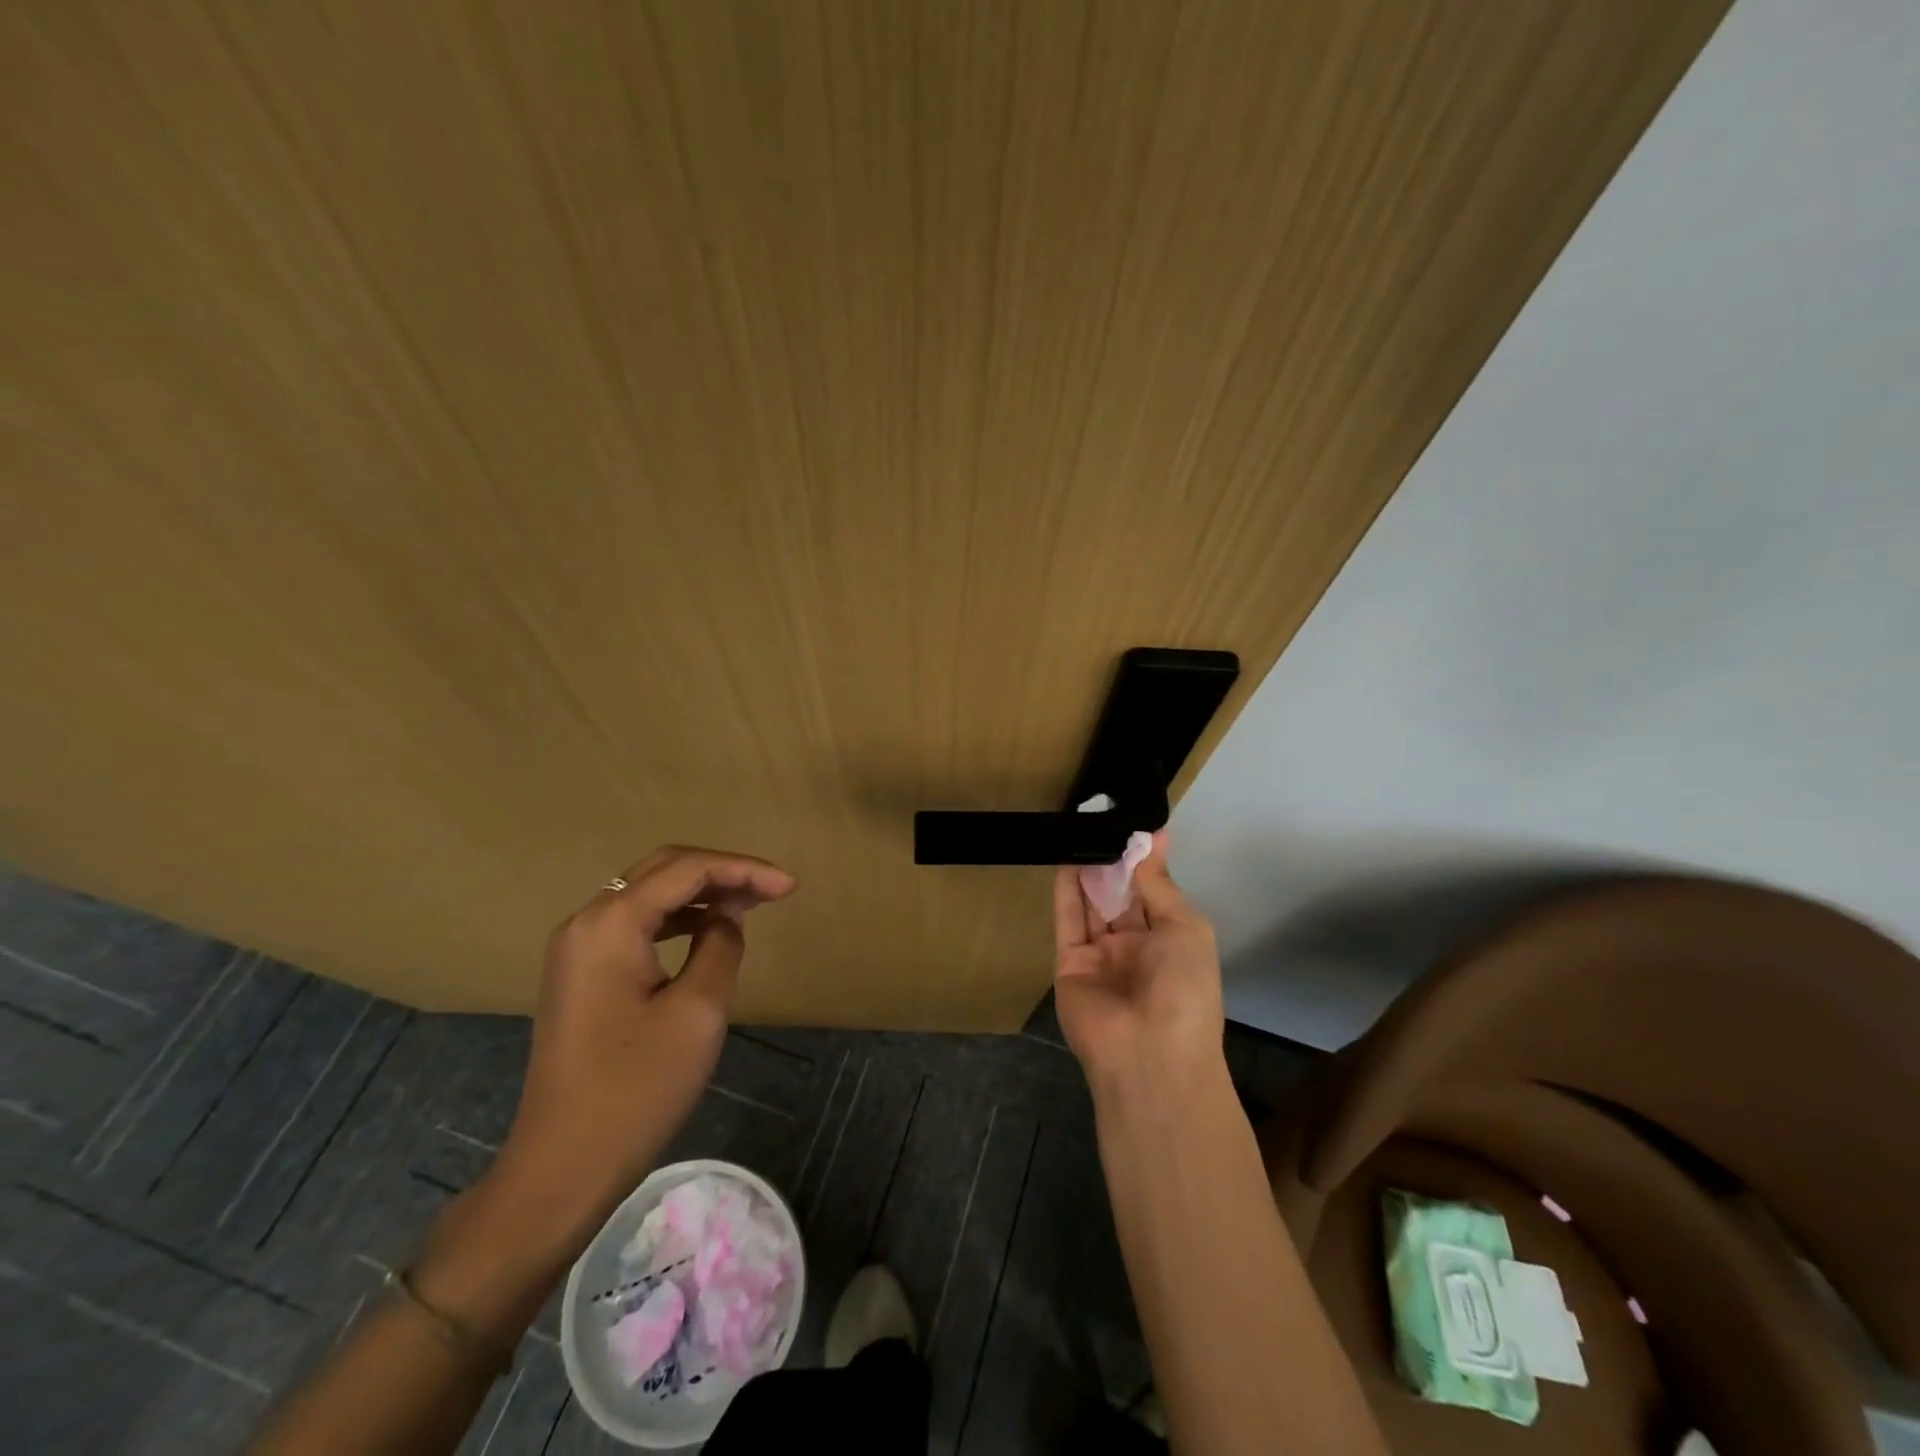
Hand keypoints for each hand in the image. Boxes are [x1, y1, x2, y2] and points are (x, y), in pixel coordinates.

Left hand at [488, 846, 795, 1248]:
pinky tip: (707, 930)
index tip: (790, 886)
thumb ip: (721, 945)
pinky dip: (676, 918)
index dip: (743, 869)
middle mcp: (586, 922)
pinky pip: (635, 924)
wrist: (562, 1166)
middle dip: (722, 872)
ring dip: (700, 892)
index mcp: (611, 923)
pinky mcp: (580, 973)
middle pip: (663, 870)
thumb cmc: (636, 1089)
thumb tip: (726, 914)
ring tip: (749, 903)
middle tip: (772, 889)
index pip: (687, 869)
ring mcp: (577, 948)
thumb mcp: (698, 1011)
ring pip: (648, 894)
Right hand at [1053, 832, 1225, 1099]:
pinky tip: (1066, 861)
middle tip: (1101, 823)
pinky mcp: (1069, 964)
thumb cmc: (1183, 989)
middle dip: (1114, 864)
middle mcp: (1136, 947)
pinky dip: (1066, 892)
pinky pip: (1068, 921)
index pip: (1154, 894)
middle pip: (1121, 897)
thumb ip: (1160, 885)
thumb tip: (1155, 838)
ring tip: (1082, 832)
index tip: (1134, 827)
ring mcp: (1101, 956)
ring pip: (1092, 905)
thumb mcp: (1186, 929)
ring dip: (1089, 872)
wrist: (1149, 1055)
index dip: (1145, 863)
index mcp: (1170, 942)